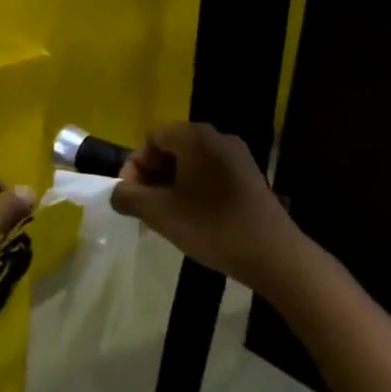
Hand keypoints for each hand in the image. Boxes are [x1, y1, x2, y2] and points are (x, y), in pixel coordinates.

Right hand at [110, 123, 302, 289]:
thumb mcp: (160, 213)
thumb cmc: (211, 226)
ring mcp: (237, 156)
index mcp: (195, 137)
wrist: (273, 254)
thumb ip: (129, 197)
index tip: (132, 197)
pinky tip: (194, 219)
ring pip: (191, 163)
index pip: (152, 138)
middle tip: (146, 209)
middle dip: (153, 176)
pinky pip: (211, 174)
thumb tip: (117, 192)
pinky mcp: (250, 177)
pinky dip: (195, 190)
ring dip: (172, 185)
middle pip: (172, 148)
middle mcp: (217, 137)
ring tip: (168, 217)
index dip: (135, 166)